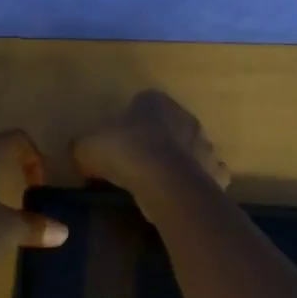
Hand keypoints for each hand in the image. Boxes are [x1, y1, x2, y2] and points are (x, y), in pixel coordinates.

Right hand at [72, 90, 231, 201]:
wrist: (166, 183)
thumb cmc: (126, 153)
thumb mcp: (89, 146)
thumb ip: (84, 146)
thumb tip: (80, 152)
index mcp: (155, 101)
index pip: (142, 104)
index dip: (129, 123)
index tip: (118, 143)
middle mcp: (185, 116)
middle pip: (169, 126)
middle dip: (156, 141)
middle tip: (136, 164)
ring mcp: (205, 144)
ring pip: (190, 149)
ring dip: (178, 161)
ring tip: (158, 183)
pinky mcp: (215, 171)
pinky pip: (206, 175)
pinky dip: (196, 184)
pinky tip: (180, 196)